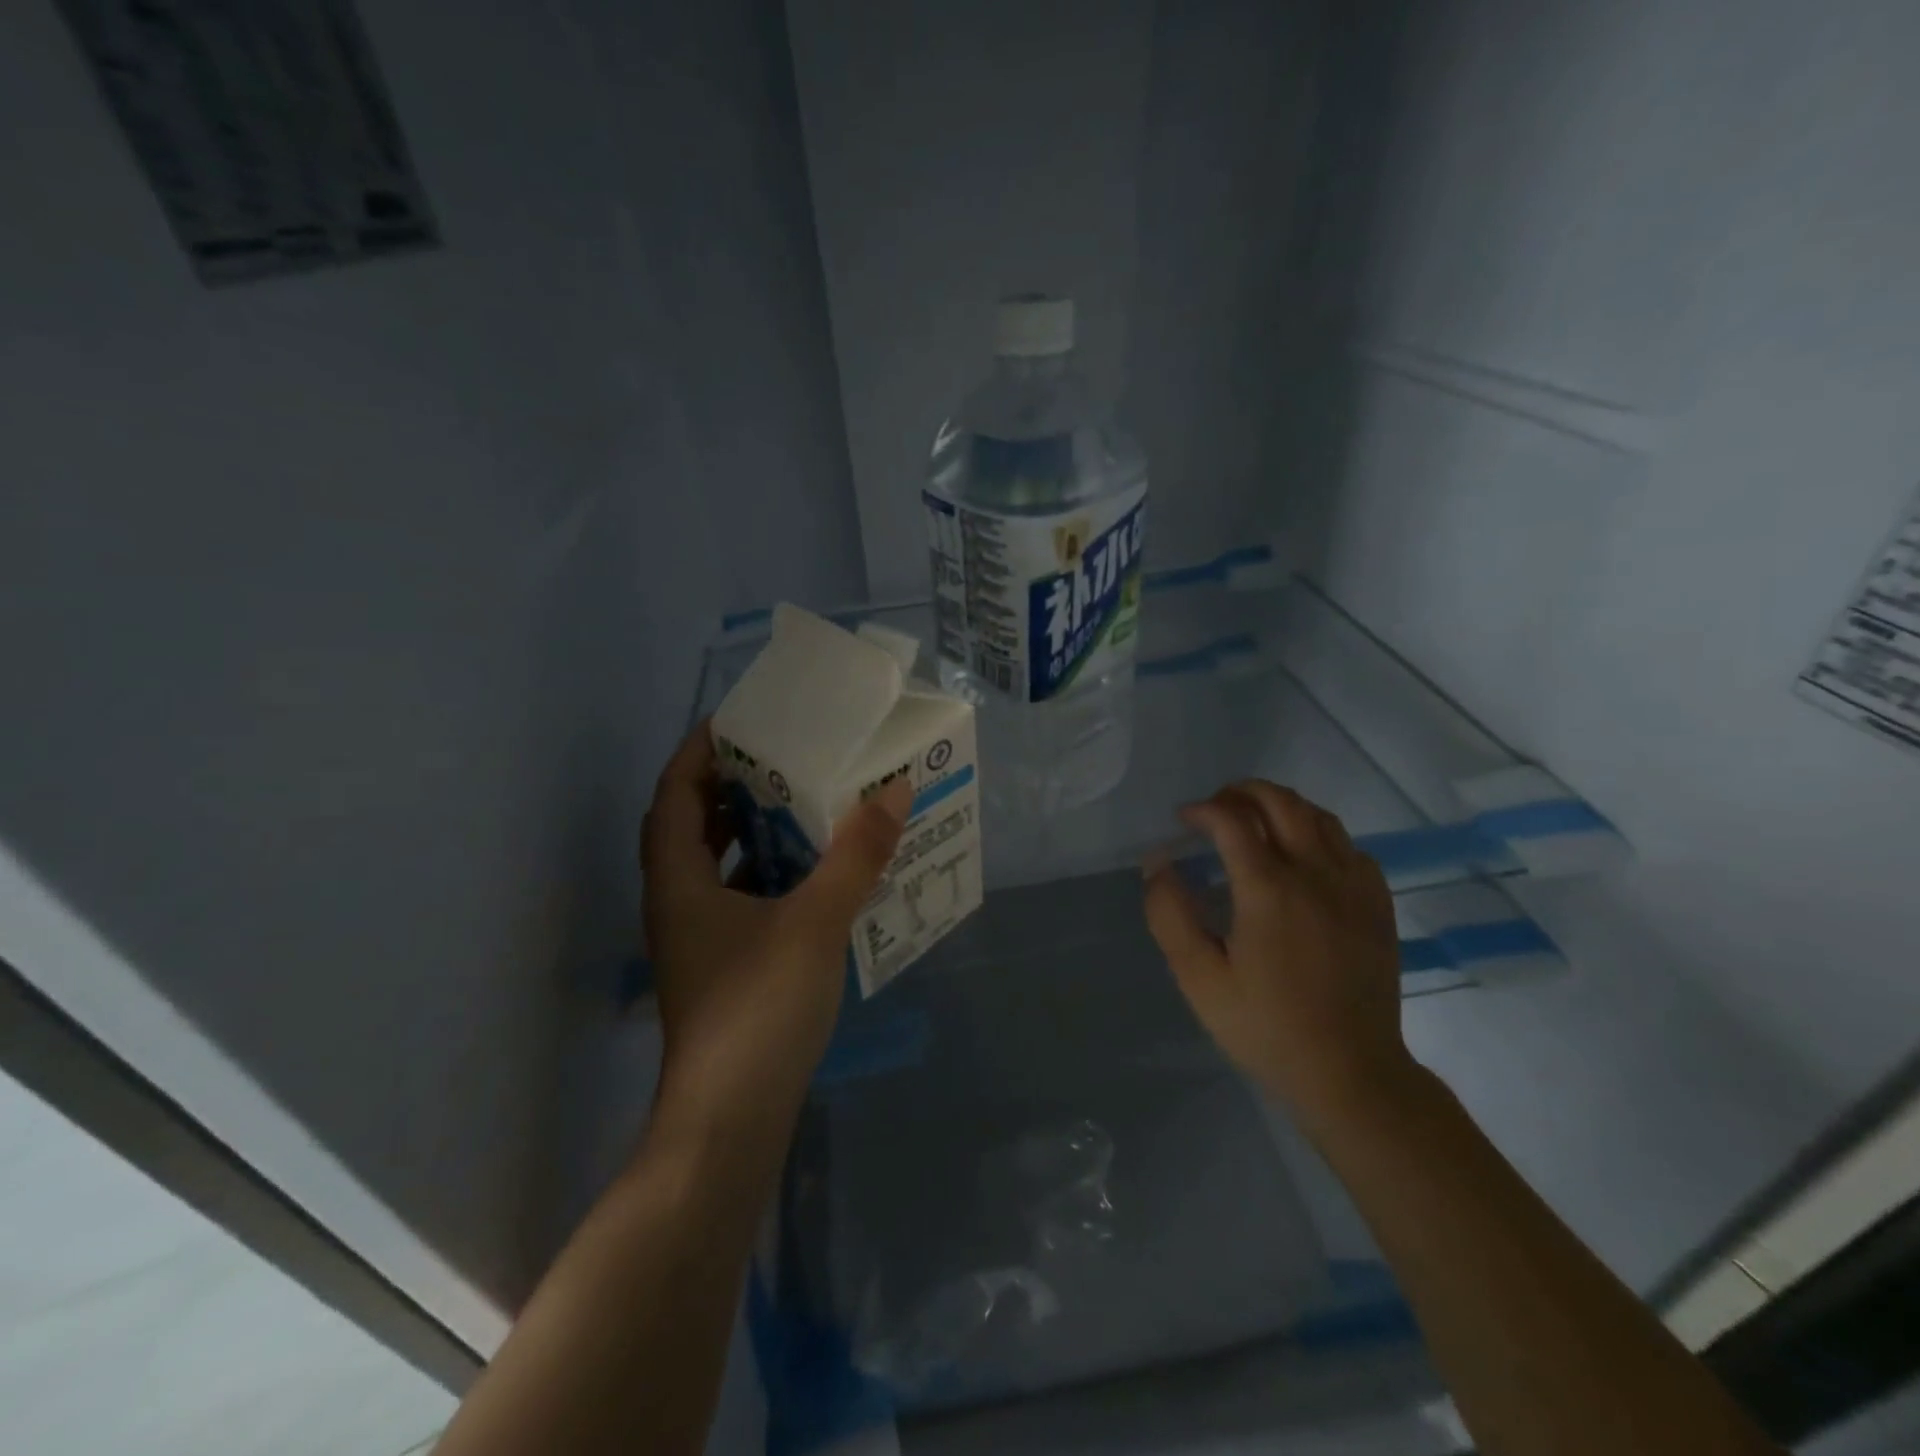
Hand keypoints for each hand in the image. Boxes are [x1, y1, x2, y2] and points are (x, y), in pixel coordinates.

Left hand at [640, 722, 911, 1132]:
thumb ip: (855, 855)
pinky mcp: (723, 968)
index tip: (738, 721)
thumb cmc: (758, 1010)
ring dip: (750, 831)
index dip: (698, 751)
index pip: (674, 794)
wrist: (729, 1124)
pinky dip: (768, 875)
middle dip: (730, 786)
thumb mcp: (814, 922)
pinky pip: (740, 899)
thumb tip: (892, 789)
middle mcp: (677, 903)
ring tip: (803, 803)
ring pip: (717, 866)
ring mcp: (698, 940)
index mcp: (679, 881)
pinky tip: (814, 874)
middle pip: (692, 825)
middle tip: (781, 756)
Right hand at [1142, 781, 1415, 1135]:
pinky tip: (1303, 855)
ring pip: (1319, 816)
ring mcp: (1354, 886)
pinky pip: (1349, 845)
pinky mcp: (1378, 904)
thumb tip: (1158, 864)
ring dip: (1281, 805)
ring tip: (1254, 820)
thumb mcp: (1199, 978)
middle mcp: (1316, 874)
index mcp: (1269, 890)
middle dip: (1242, 792)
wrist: (1351, 1072)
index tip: (1183, 819)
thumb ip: (1171, 915)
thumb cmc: (1266, 1027)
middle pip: (1281, 802)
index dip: (1203, 810)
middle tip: (1216, 807)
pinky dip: (1318, 833)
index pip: (1232, 821)